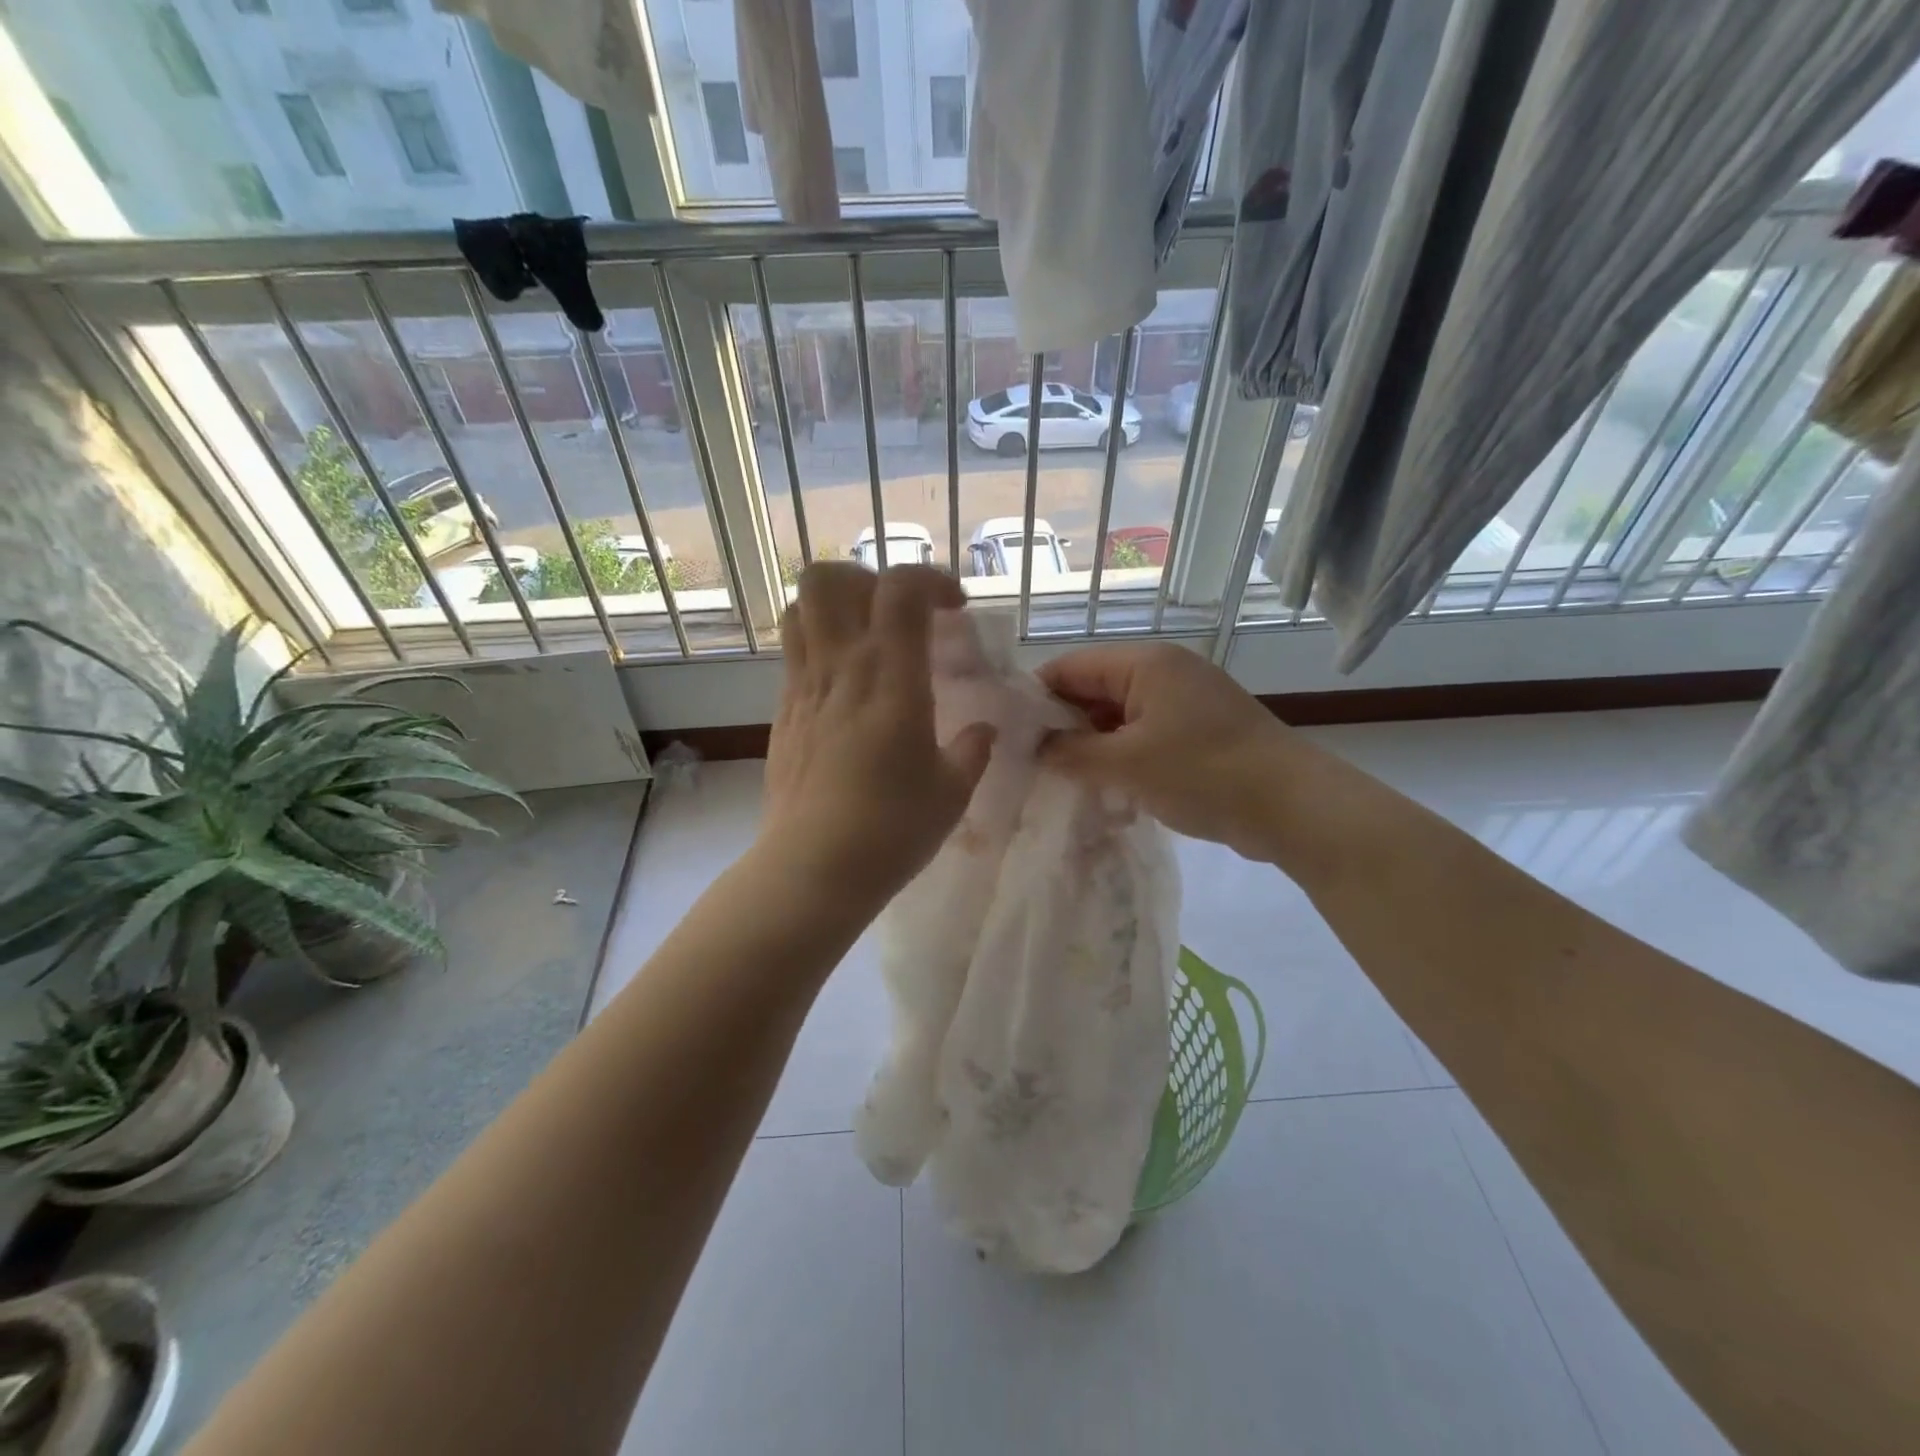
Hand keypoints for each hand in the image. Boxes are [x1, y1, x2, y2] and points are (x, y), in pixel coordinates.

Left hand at [761, 563, 993, 910]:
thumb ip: (972, 751)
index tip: (955, 609)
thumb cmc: (892, 829)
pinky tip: (847, 688)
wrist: (813, 868)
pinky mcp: (783, 712)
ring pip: (800, 609)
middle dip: (867, 579)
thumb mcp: (951, 792)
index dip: (931, 580)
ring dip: (835, 607)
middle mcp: (840, 668)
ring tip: (867, 639)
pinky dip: (820, 646)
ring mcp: (803, 687)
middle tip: (898, 614)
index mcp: (890, 678)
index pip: (900, 590)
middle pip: (829, 579)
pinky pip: (794, 653)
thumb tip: (983, 731)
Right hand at [1037, 643, 1295, 859]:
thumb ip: (1072, 752)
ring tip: (1061, 781)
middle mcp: (1164, 673)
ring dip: (1092, 746)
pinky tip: (1104, 788)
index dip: (1035, 698)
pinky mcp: (1198, 732)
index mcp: (1145, 664)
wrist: (1293, 806)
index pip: (1070, 667)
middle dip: (1062, 726)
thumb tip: (1034, 747)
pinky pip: (1144, 736)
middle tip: (1030, 765)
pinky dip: (1121, 757)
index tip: (1007, 735)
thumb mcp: (1126, 764)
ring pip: (1119, 717)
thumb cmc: (1203, 773)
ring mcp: (1184, 702)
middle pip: (1094, 691)